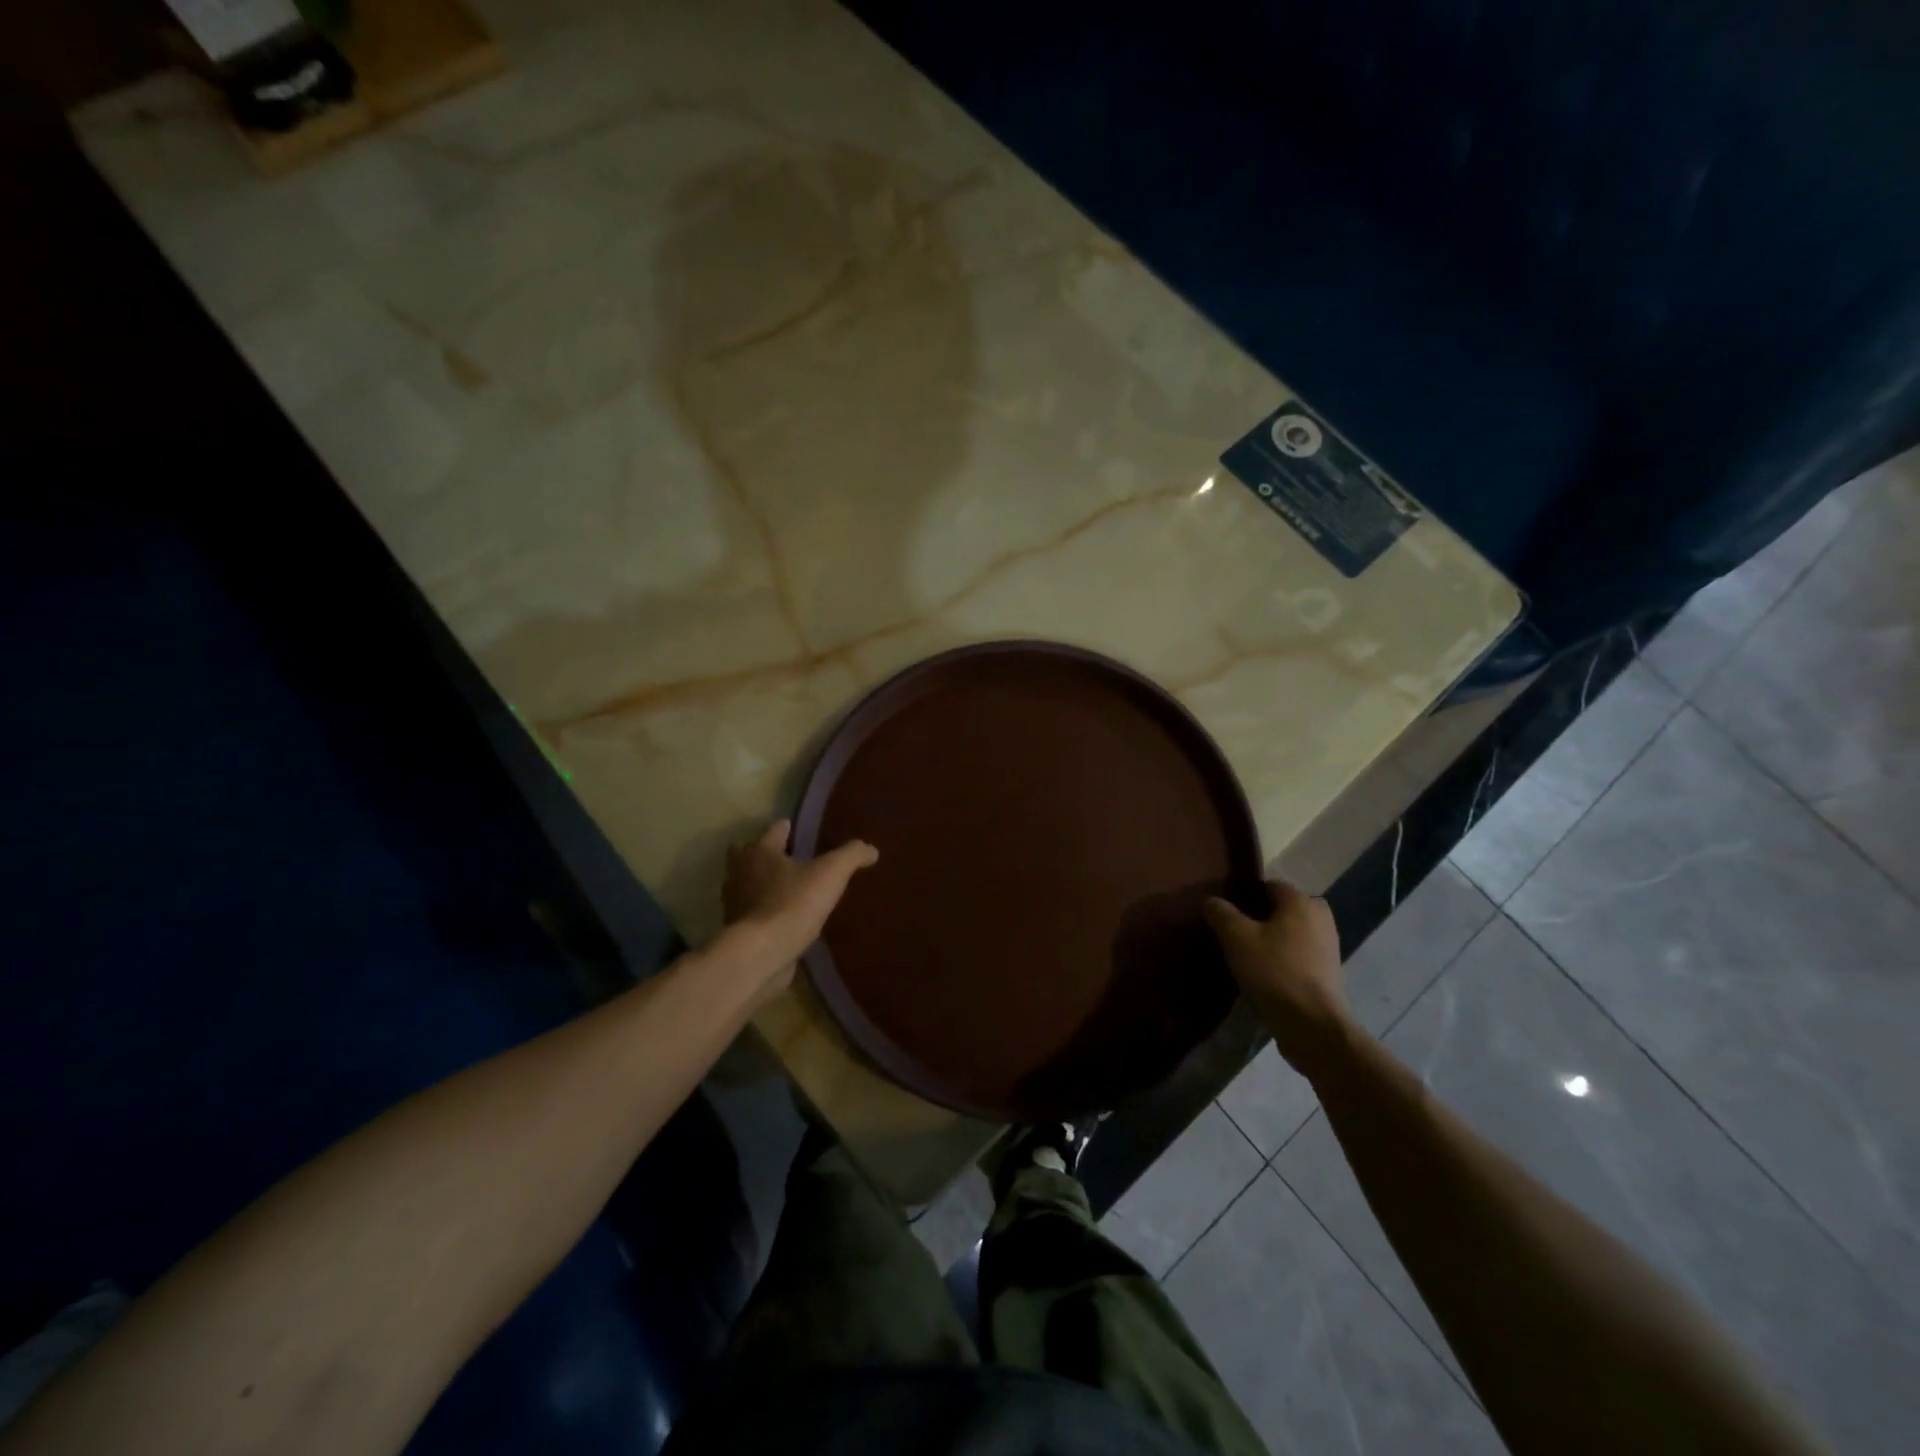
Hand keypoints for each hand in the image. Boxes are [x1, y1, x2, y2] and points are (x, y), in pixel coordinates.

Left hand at [719, 819, 877, 999]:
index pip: (774, 830)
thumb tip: (871, 849)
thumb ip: (851, 856)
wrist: (760, 954)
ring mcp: (735, 903)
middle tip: (785, 858)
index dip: (786, 827)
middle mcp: (741, 872)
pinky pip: (750, 913)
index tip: (796, 829)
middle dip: (761, 853)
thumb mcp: (831, 873)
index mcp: (761, 851)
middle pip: (745, 854)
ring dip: (759, 884)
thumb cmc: (793, 903)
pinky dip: (762, 912)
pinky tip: (782, 920)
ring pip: (744, 884)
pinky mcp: (738, 931)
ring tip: (786, 890)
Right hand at [1205, 881, 1355, 1080]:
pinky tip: (1264, 973)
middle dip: (1259, 917)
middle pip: (1281, 908)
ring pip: (1291, 931)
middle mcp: (1320, 916)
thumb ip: (1221, 913)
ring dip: (1271, 939)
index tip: (1226, 912)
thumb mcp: (1236, 938)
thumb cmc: (1274, 971)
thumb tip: (1212, 901)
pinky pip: (1299, 953)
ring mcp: (1328, 945)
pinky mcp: (1328, 971)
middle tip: (1234, 934)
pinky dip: (1283, 957)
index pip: (1268, 885)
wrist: (1312, 1024)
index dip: (1244, 895)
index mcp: (1301, 901)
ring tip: (1246, 955)